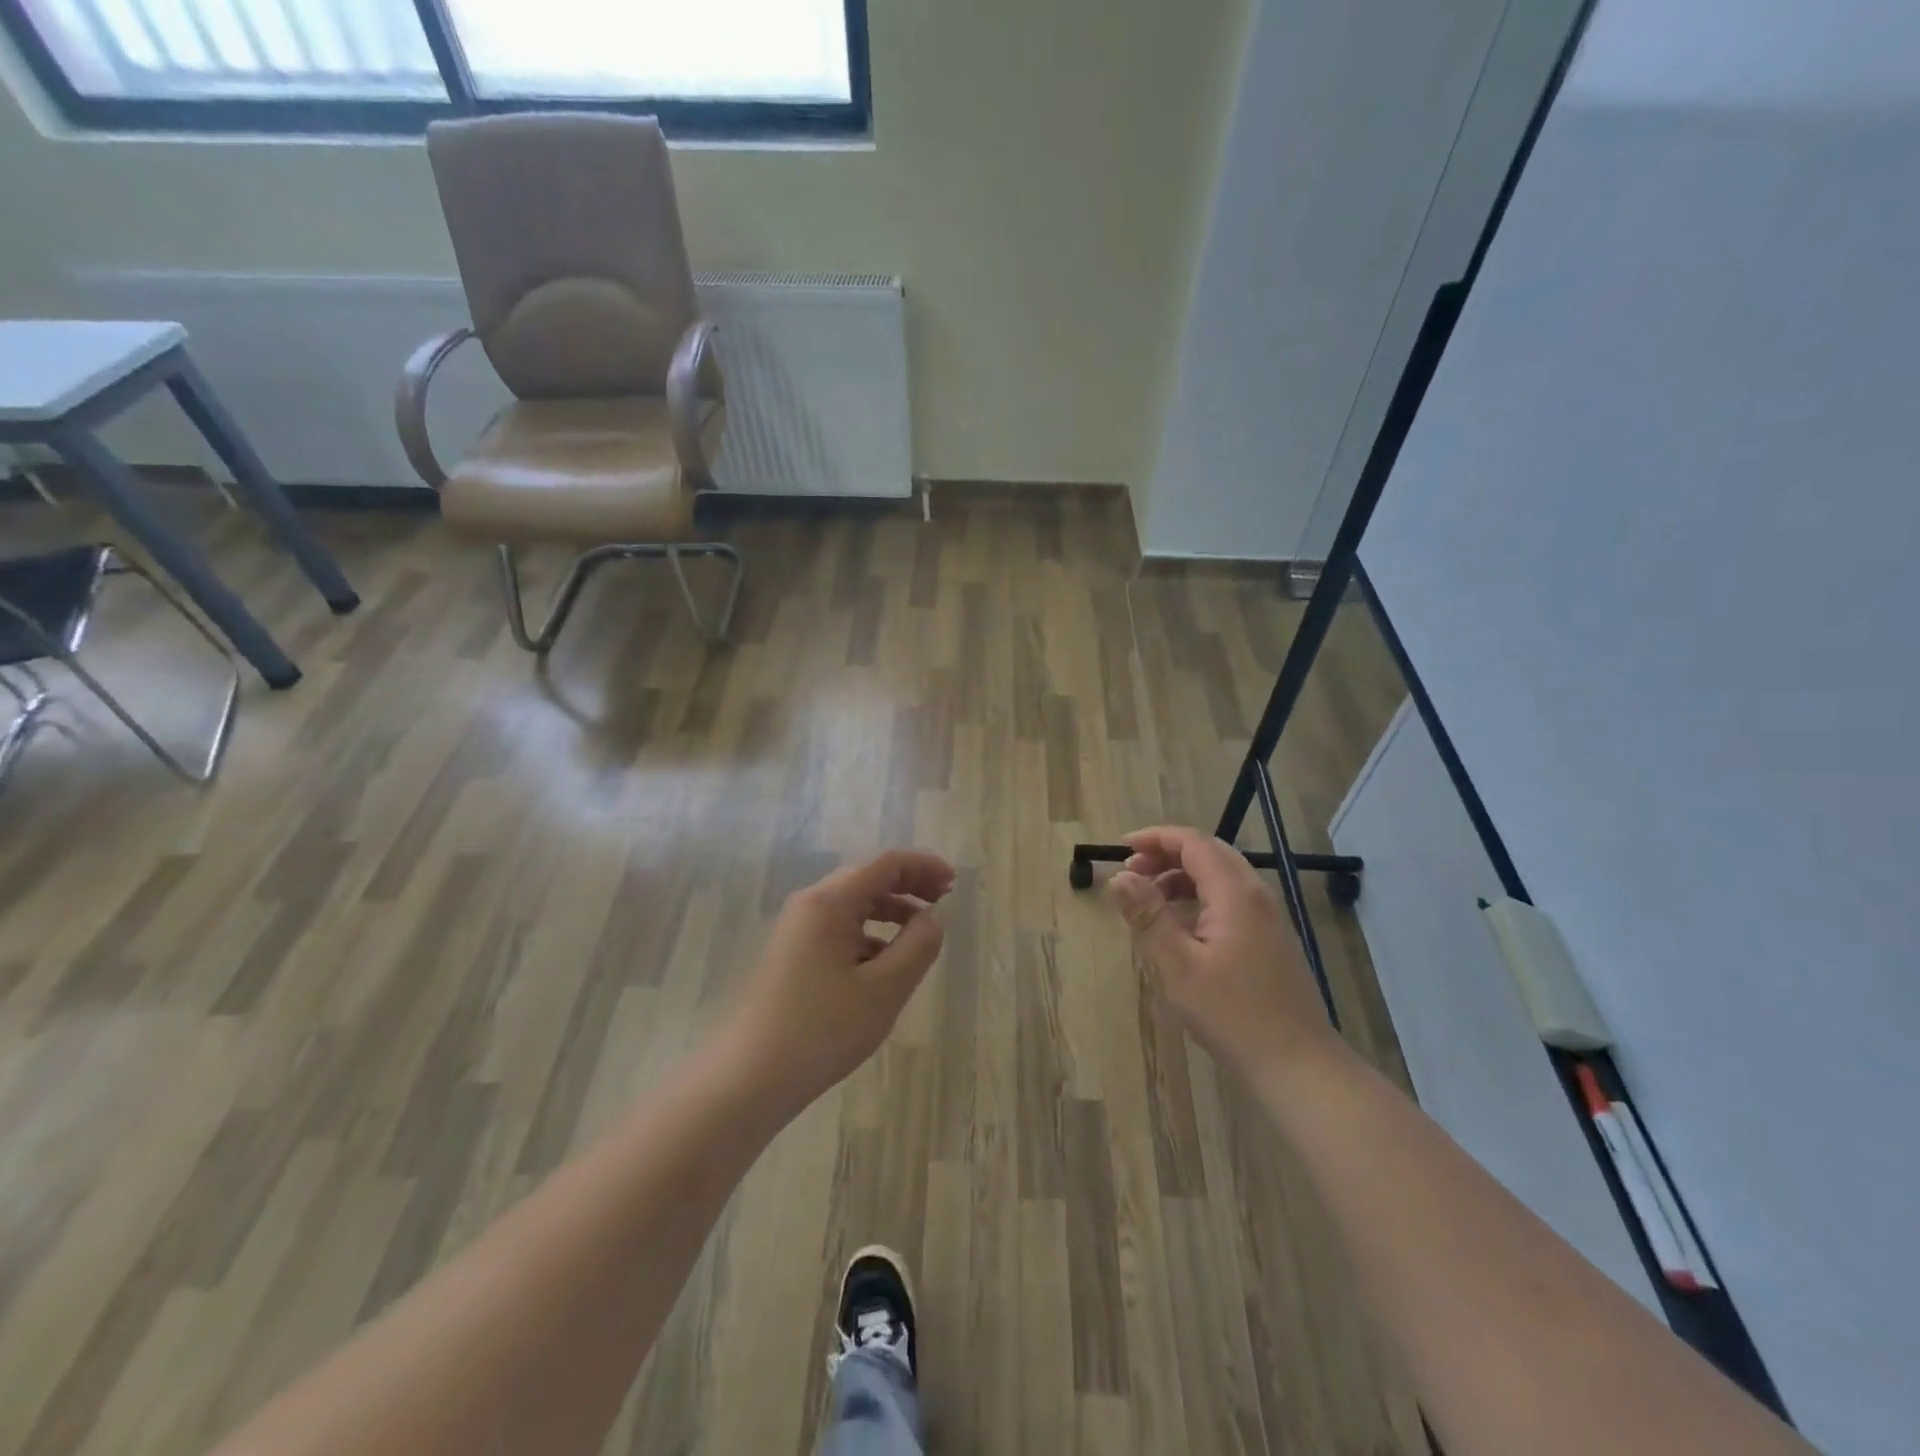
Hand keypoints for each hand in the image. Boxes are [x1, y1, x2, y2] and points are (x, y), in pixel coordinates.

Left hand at [716, 849, 955, 1113]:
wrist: (746, 1079)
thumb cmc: (821, 1030)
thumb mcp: (883, 990)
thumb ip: (917, 947)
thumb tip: (932, 918)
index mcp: (830, 902)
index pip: (885, 864)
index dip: (924, 867)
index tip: (954, 885)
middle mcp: (809, 905)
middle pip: (866, 879)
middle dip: (908, 885)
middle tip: (943, 903)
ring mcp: (795, 930)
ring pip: (851, 905)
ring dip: (888, 911)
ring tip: (919, 936)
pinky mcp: (789, 955)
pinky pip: (836, 930)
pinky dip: (867, 935)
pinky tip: (882, 966)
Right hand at [1108, 826, 1346, 1092]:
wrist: (1298, 1064)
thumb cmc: (1232, 1013)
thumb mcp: (1177, 965)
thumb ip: (1148, 916)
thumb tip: (1120, 876)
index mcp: (1235, 892)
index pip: (1192, 842)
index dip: (1154, 838)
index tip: (1120, 849)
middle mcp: (1255, 894)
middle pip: (1208, 852)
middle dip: (1166, 854)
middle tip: (1131, 872)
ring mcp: (1267, 917)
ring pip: (1220, 875)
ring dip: (1181, 875)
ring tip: (1149, 897)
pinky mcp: (1270, 938)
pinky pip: (1230, 898)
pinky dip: (1199, 896)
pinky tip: (1180, 925)